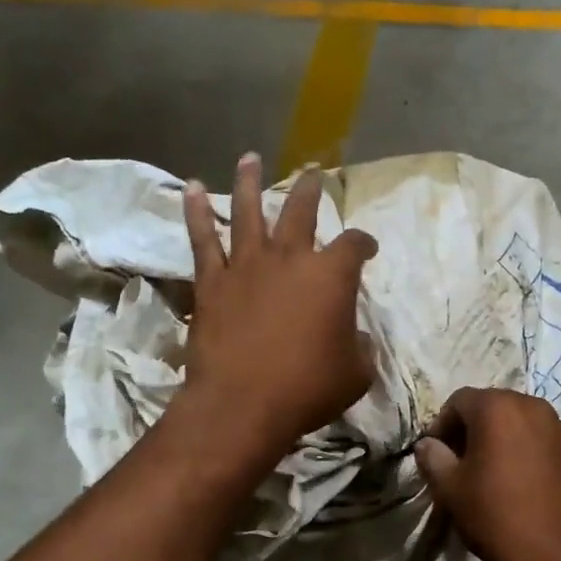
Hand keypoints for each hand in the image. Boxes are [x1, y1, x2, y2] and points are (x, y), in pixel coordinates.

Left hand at [179, 153, 377, 461]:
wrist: (243, 403)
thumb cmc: (308, 389)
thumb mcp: (355, 374)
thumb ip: (359, 348)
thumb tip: (354, 338)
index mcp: (331, 276)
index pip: (354, 246)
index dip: (364, 243)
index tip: (367, 248)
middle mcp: (290, 259)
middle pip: (301, 212)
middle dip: (311, 191)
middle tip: (314, 174)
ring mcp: (247, 266)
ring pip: (249, 212)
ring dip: (250, 183)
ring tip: (250, 157)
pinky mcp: (212, 283)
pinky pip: (203, 240)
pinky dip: (197, 212)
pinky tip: (193, 188)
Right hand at [414, 387, 560, 560]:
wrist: (555, 557)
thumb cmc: (494, 516)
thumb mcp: (449, 489)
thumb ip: (432, 457)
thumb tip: (428, 444)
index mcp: (498, 408)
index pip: (460, 400)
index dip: (443, 424)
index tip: (438, 452)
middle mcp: (536, 408)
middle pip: (497, 407)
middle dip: (478, 427)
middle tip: (466, 459)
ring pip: (528, 424)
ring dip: (509, 439)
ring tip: (501, 471)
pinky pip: (552, 445)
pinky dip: (537, 455)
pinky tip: (531, 485)